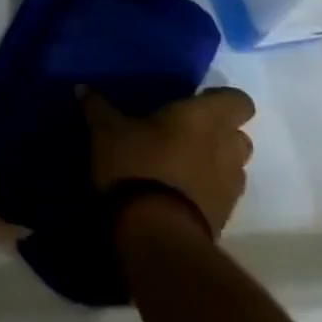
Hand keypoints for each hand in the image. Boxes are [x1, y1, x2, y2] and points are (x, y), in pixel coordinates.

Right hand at [81, 86, 256, 233]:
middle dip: (218, 133)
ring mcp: (230, 185)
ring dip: (216, 163)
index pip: (239, 100)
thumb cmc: (136, 165)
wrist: (156, 233)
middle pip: (238, 134)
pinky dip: (208, 190)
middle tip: (184, 134)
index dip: (221, 100)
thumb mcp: (106, 132)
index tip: (195, 102)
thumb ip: (98, 107)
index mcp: (204, 117)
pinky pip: (223, 194)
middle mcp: (226, 146)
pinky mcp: (225, 216)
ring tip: (183, 166)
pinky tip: (179, 193)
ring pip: (233, 165)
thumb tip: (82, 87)